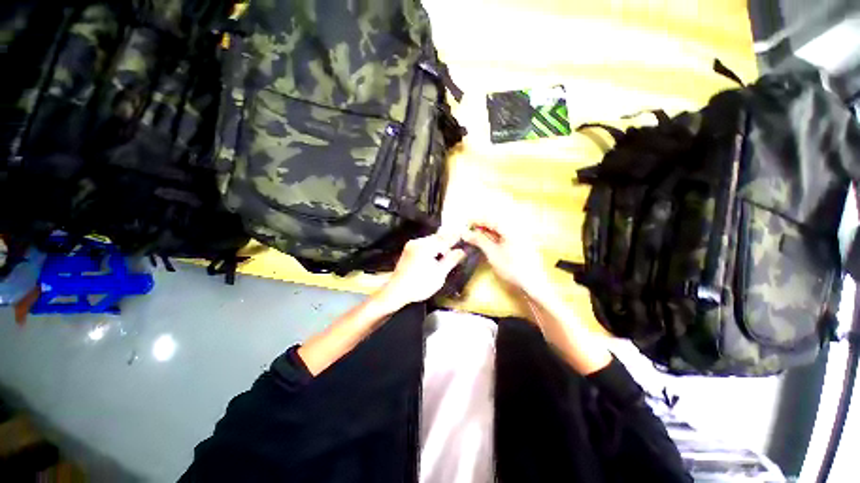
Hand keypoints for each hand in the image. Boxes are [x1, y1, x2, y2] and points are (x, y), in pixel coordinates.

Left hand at [376, 232, 465, 311]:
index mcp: (426, 247)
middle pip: (437, 238)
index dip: (455, 237)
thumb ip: (451, 260)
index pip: (445, 239)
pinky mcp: (408, 250)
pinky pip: (423, 244)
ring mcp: (411, 245)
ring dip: (440, 244)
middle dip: (447, 240)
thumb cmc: (420, 285)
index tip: (464, 234)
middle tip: (458, 241)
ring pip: (430, 241)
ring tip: (449, 250)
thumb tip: (461, 251)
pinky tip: (436, 254)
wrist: (397, 291)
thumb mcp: (439, 274)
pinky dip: (432, 247)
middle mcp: (418, 242)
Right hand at [462, 219, 549, 294]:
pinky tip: (488, 242)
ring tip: (475, 238)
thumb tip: (465, 233)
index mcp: (510, 228)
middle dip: (481, 226)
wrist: (532, 283)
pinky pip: (505, 235)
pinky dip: (494, 237)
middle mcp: (516, 228)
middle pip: (495, 222)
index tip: (464, 225)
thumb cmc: (511, 267)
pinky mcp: (521, 243)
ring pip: (500, 229)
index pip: (489, 219)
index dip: (476, 221)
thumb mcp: (492, 253)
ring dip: (487, 232)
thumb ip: (479, 240)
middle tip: (468, 233)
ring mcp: (520, 235)